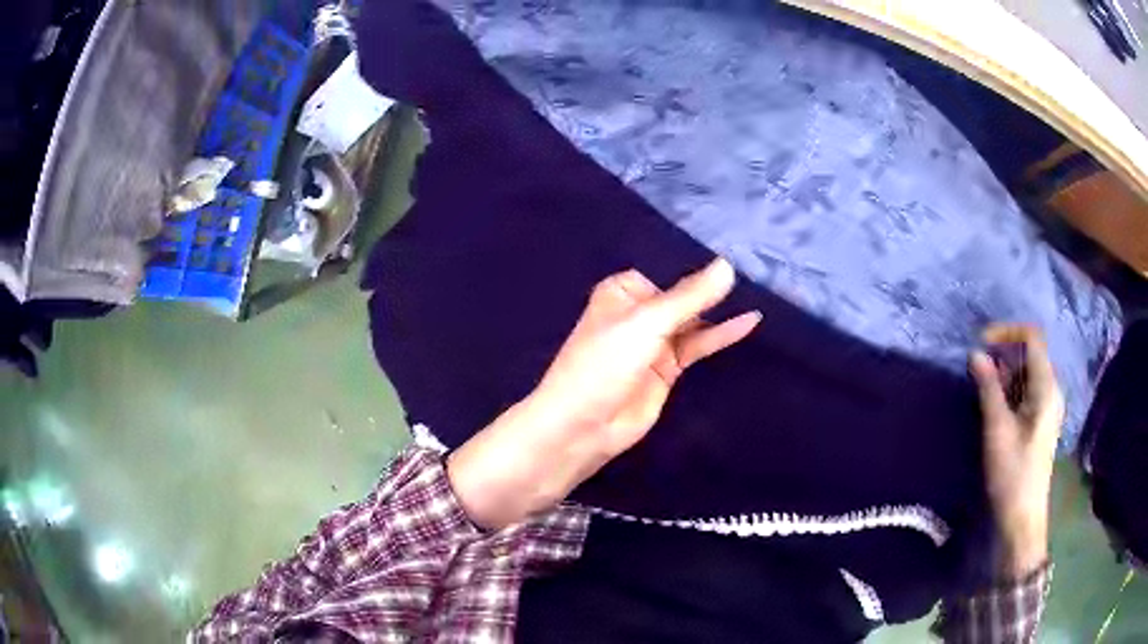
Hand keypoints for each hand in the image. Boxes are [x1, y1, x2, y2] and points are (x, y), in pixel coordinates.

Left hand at [448, 259, 760, 528]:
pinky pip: (698, 345)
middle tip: (756, 267)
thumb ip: (689, 297)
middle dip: (711, 286)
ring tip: (758, 292)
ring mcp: (654, 342)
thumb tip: (728, 265)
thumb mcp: (647, 323)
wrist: (584, 426)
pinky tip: (748, 322)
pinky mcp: (668, 368)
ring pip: (693, 320)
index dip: (695, 261)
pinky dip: (721, 335)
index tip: (733, 247)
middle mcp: (639, 312)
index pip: (665, 268)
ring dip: (719, 310)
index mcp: (622, 291)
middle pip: (681, 294)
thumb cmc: (605, 363)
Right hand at [969, 324, 1063, 578]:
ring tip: (981, 388)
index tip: (982, 344)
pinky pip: (1026, 391)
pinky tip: (994, 405)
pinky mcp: (1040, 420)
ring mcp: (1047, 406)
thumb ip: (988, 388)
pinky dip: (1009, 389)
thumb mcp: (997, 430)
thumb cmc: (1012, 474)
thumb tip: (975, 354)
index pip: (1032, 337)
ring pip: (1026, 373)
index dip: (1007, 332)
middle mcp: (1051, 390)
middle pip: (1030, 353)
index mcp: (1046, 387)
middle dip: (1003, 353)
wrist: (1022, 518)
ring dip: (1004, 372)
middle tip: (977, 369)